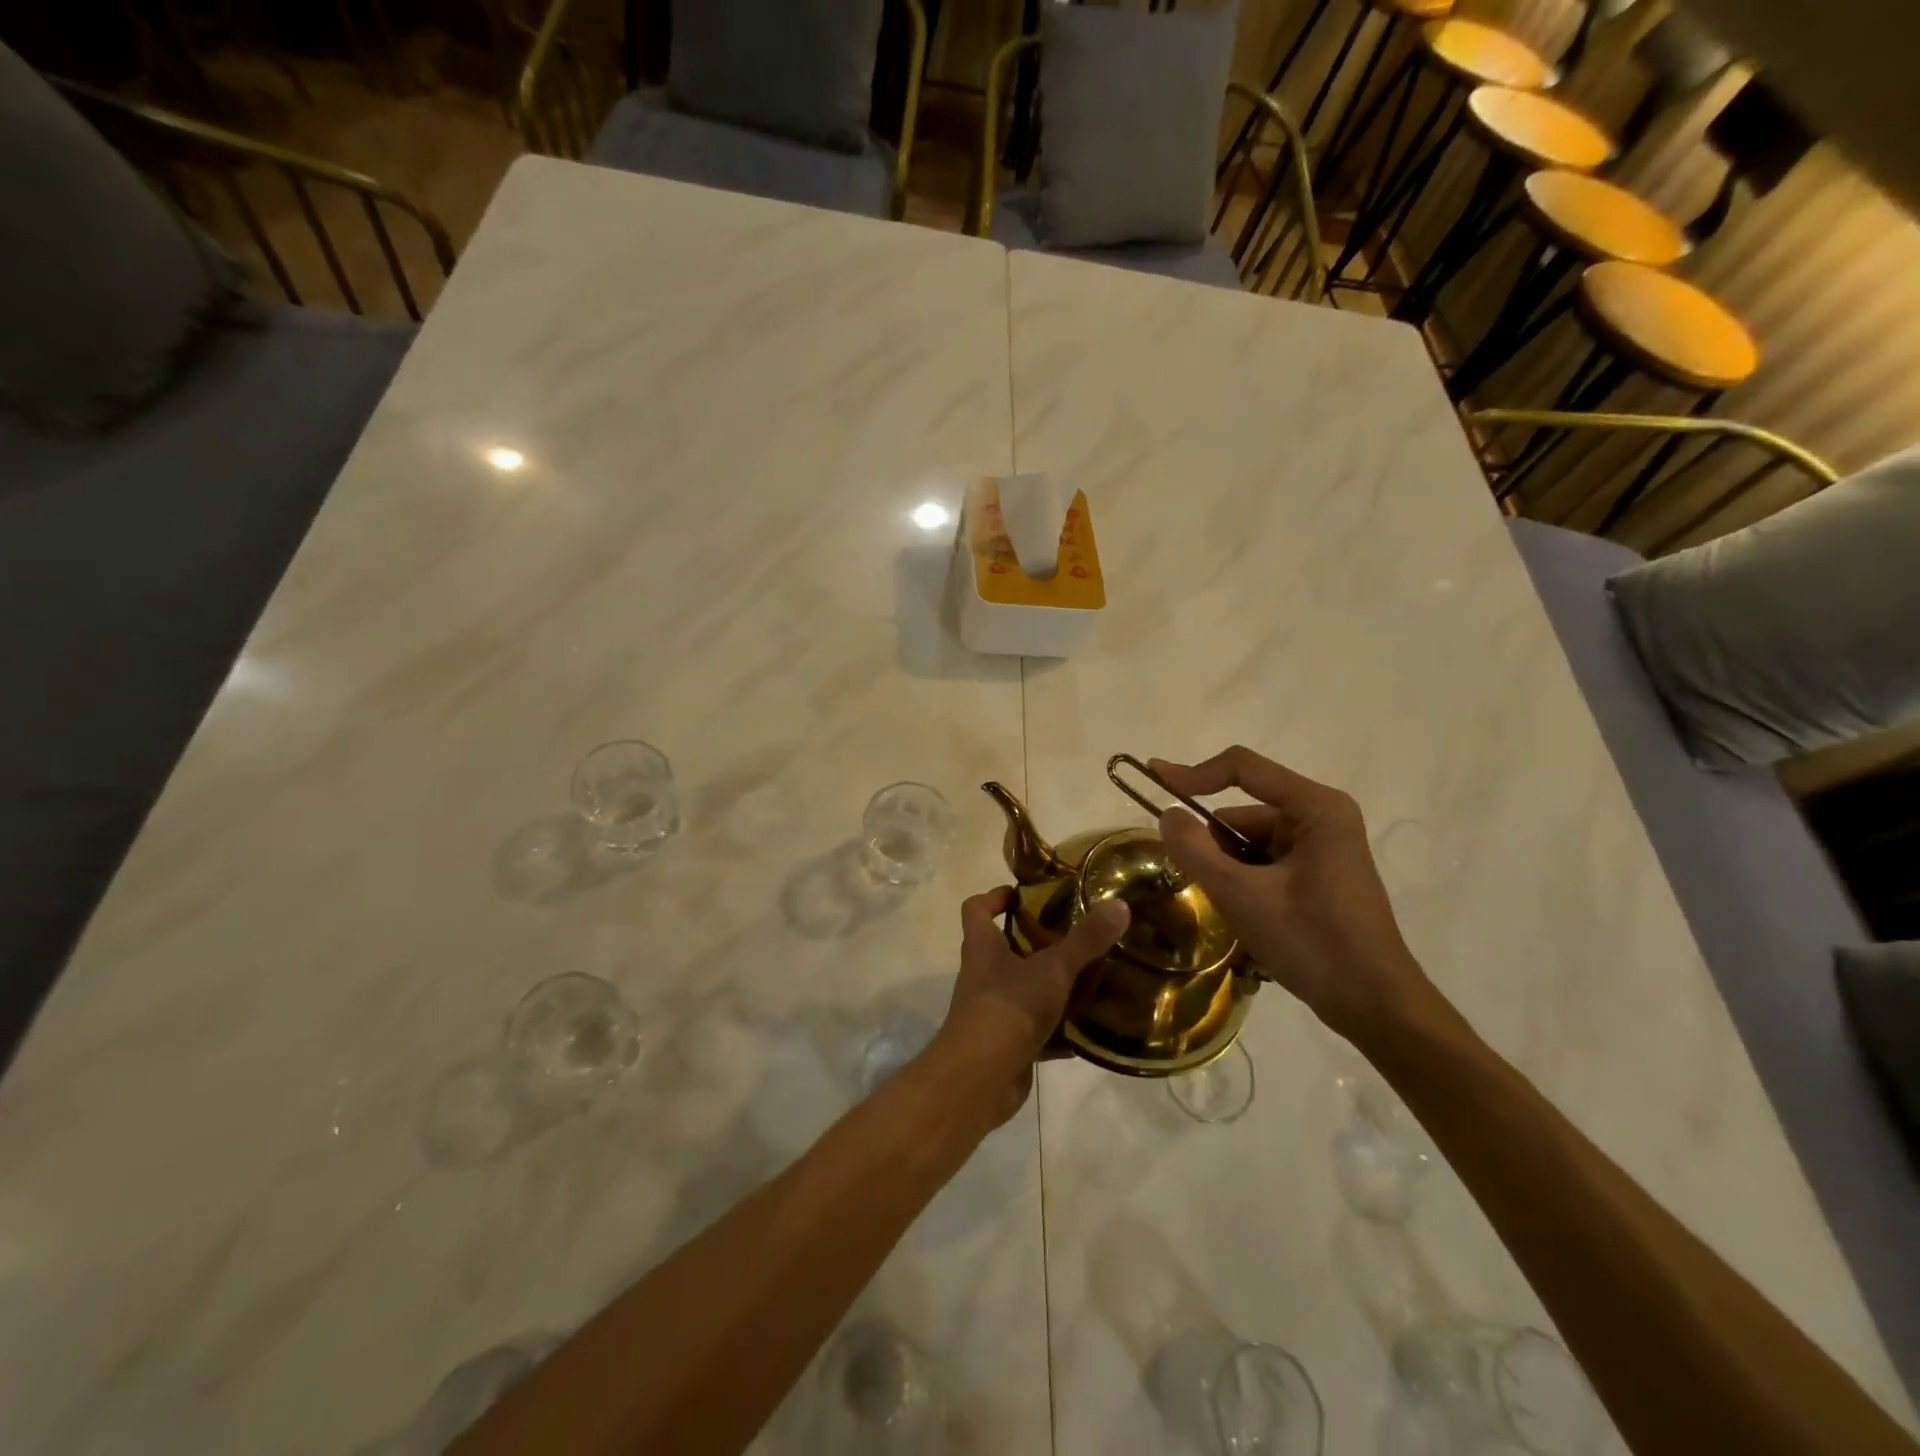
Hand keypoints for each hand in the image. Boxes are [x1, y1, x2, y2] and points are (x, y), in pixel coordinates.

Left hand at [926, 886, 1129, 1125]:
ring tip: (1092, 979)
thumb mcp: (1053, 968)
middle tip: (1075, 935)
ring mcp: (993, 1011)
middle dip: (1037, 941)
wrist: (980, 1078)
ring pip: (1023, 989)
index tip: (1025, 894)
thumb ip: (1086, 939)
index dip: (996, 896)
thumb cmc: (1008, 1007)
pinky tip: (1089, 1031)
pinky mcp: (1006, 1045)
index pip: (977, 908)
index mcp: (983, 946)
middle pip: (1004, 948)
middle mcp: (982, 975)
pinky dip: (1059, 1031)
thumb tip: (1120, 904)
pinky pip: (1036, 1031)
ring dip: (1052, 987)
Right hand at [1150, 747, 1436, 1043]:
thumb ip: (1195, 850)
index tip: (1153, 780)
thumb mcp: (1241, 895)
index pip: (1242, 768)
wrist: (1376, 1006)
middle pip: (1243, 813)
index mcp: (1315, 807)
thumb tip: (1167, 815)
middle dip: (1215, 846)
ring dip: (1229, 870)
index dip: (1193, 773)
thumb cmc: (1313, 943)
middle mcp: (1322, 817)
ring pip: (1250, 842)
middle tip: (1204, 886)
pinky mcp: (1320, 874)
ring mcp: (1323, 847)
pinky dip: (1245, 883)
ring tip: (1235, 911)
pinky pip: (1265, 863)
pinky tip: (1250, 917)